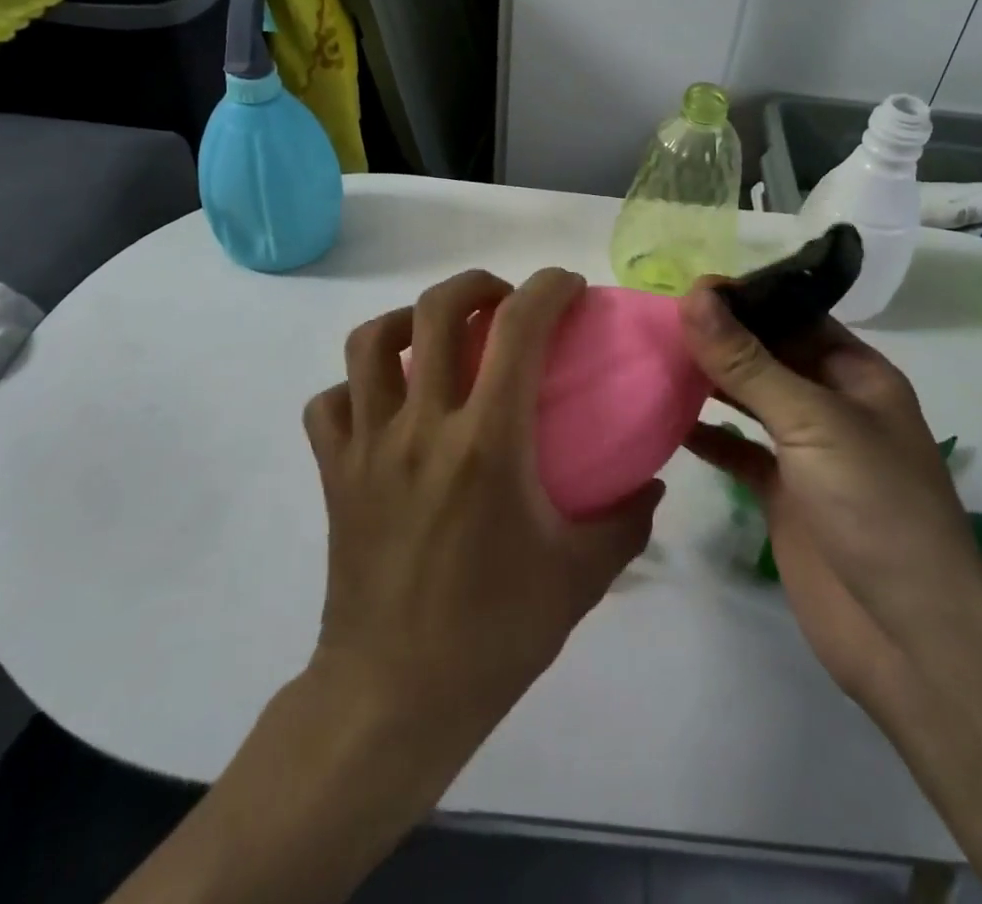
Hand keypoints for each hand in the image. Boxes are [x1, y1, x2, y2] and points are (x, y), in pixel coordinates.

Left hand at [303, 268, 661, 746]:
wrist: (393, 697)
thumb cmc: (493, 634)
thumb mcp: (580, 577)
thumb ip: (626, 521)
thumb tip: (651, 482)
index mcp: (487, 443)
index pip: (518, 328)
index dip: (547, 289)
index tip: (567, 287)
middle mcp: (421, 426)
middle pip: (435, 310)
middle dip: (477, 285)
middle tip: (504, 301)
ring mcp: (368, 446)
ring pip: (370, 342)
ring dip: (409, 320)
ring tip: (437, 336)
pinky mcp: (334, 472)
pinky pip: (330, 402)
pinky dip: (356, 387)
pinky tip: (385, 403)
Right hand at [679, 285, 981, 708]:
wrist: (908, 633)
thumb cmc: (874, 504)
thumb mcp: (811, 420)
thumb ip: (747, 361)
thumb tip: (695, 295)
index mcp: (855, 374)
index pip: (794, 315)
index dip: (746, 298)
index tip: (687, 286)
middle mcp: (831, 404)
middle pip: (768, 355)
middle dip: (720, 336)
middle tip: (657, 318)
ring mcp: (805, 451)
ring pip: (749, 400)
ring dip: (707, 380)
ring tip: (653, 356)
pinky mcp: (781, 493)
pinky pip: (736, 450)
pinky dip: (705, 435)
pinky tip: (665, 419)